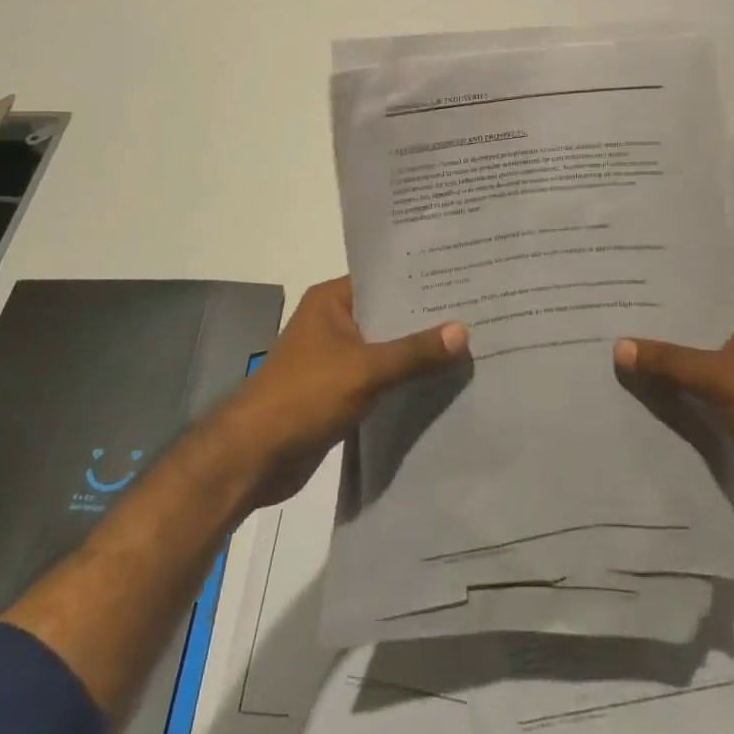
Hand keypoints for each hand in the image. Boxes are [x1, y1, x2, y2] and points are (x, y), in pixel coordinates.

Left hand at [218, 277, 468, 507]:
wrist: (254, 457)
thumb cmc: (304, 397)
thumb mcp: (364, 370)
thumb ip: (414, 352)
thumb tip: (464, 331)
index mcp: (332, 300)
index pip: (385, 278)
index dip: (422, 278)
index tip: (464, 276)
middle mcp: (334, 321)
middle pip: (389, 313)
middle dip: (427, 318)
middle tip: (478, 310)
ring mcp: (336, 357)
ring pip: (387, 347)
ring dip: (418, 351)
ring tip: (471, 343)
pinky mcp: (340, 390)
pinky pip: (381, 376)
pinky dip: (405, 379)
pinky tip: (443, 380)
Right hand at [616, 292, 733, 522]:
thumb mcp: (721, 377)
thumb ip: (669, 361)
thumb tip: (618, 347)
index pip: (702, 289)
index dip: (664, 288)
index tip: (623, 284)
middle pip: (694, 324)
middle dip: (657, 326)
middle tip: (608, 315)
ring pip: (693, 357)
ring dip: (663, 360)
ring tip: (612, 348)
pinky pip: (697, 387)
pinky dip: (673, 388)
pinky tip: (637, 386)